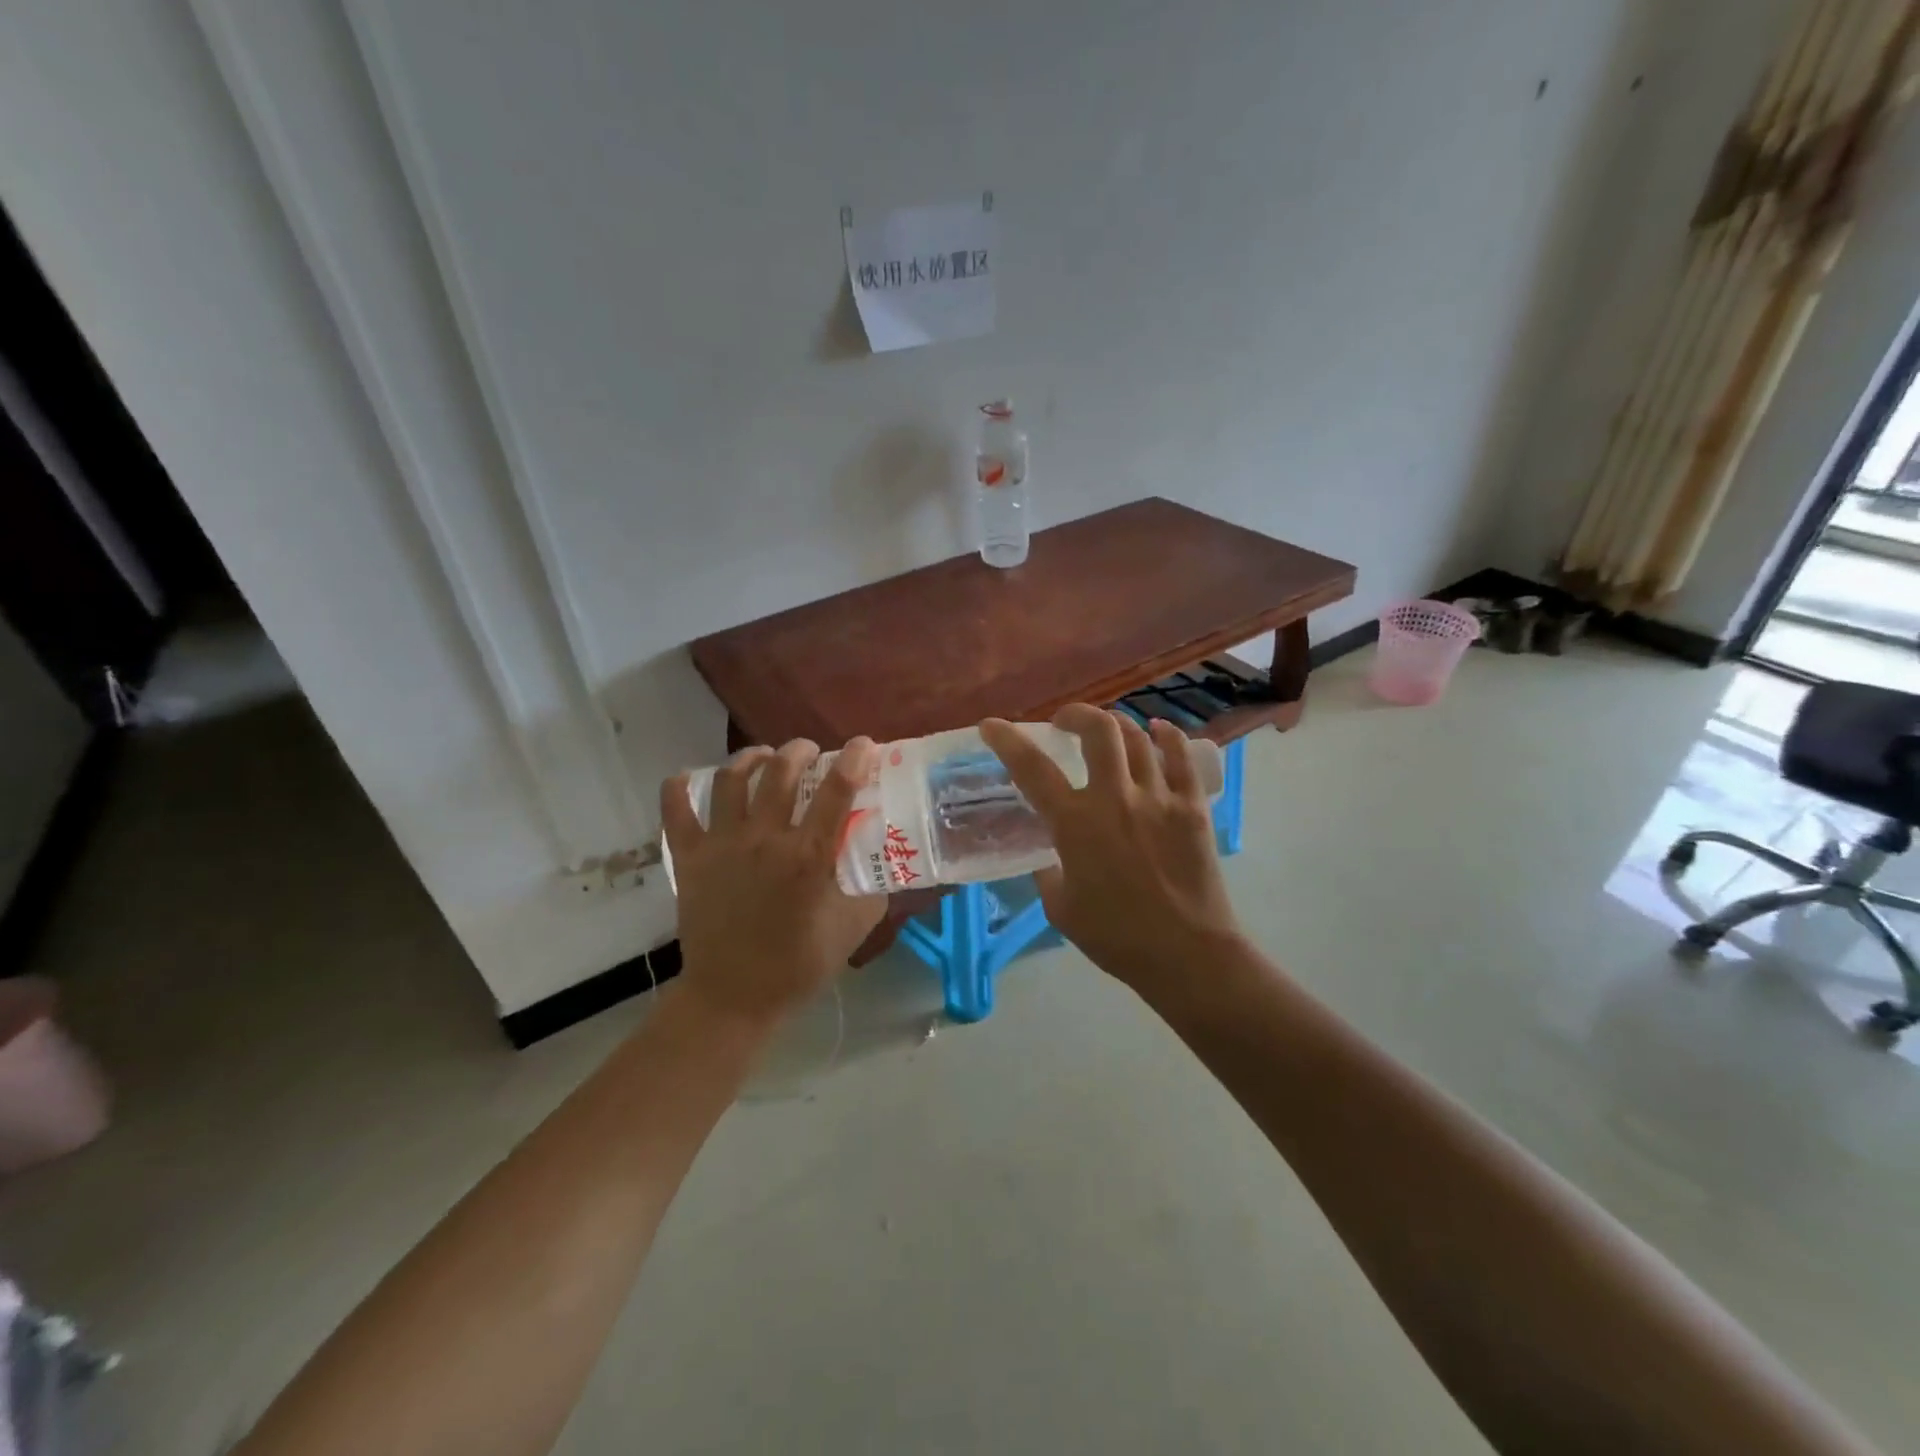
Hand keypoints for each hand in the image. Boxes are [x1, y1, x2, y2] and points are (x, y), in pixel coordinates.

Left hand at [661, 738, 884, 1029]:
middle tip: (810, 751)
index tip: (864, 744)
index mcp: (808, 856)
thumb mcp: (853, 928)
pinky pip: (676, 810)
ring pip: (732, 780)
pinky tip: (689, 779)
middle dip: (799, 750)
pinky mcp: (689, 858)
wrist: (733, 997)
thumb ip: (874, 889)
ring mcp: (722, 845)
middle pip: (781, 772)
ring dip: (751, 758)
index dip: (854, 760)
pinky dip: (679, 789)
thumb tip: (886, 860)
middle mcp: (764, 840)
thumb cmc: (798, 965)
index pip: (837, 791)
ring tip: (763, 757)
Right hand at [979, 707, 1245, 1004]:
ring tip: (1108, 732)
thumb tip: (1048, 852)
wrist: (1186, 954)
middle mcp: (1115, 798)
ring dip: (1117, 725)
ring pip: (1138, 737)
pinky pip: (1183, 757)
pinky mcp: (1192, 807)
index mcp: (1075, 824)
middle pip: (1098, 730)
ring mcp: (1159, 798)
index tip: (991, 726)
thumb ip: (1047, 871)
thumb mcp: (1061, 908)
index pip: (1032, 769)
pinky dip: (1168, 737)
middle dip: (1076, 715)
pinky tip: (1159, 732)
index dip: (1007, 740)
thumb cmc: (1116, 937)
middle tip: (1065, 723)